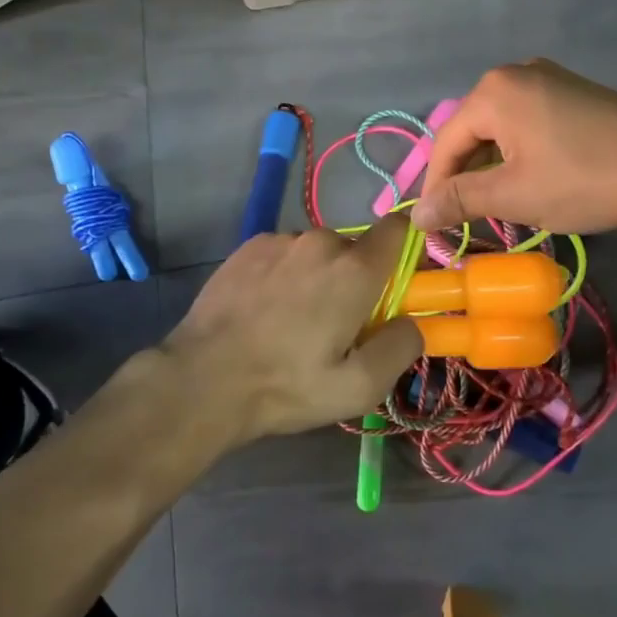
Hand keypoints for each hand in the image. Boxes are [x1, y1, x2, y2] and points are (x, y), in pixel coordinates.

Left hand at [157, 215, 422, 440]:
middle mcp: (320, 241)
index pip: (398, 229)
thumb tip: (414, 322)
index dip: (404, 251)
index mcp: (354, 269)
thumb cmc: (286, 385)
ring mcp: (279, 240)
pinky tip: (264, 311)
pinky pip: (283, 254)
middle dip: (355, 279)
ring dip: (317, 277)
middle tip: (337, 324)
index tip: (396, 285)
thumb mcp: (359, 387)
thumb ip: (401, 347)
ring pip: (316, 253)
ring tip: (292, 321)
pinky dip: (284, 275)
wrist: (202, 379)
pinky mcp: (247, 247)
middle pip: (355, 249)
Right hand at [411, 60, 616, 236]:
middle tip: (463, 217)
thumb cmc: (581, 180)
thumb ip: (459, 201)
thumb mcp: (512, 195)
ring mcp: (554, 80)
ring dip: (493, 168)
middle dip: (465, 176)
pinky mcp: (580, 95)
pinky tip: (532, 182)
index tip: (432, 225)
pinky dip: (521, 155)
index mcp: (494, 91)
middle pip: (473, 131)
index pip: (446, 142)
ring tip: (497, 206)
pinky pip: (532, 124)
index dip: (435, 186)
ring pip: (503, 129)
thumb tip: (416, 216)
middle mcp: (519, 73)